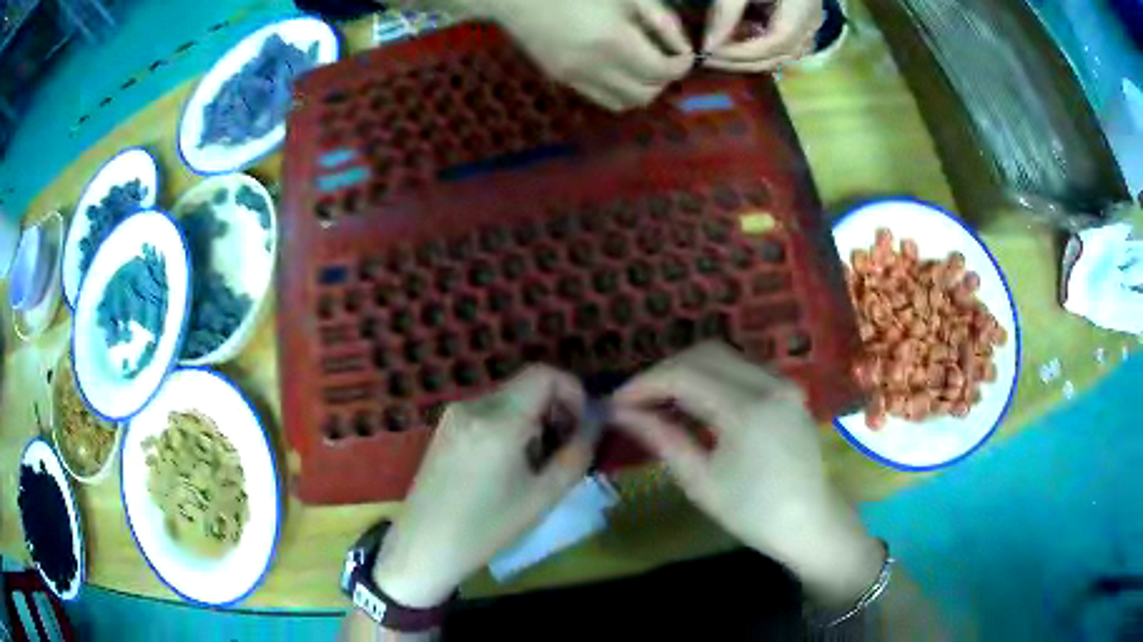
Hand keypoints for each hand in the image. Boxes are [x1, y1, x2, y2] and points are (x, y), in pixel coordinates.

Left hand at [372, 365, 601, 607]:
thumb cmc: (487, 528)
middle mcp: (473, 405)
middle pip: (527, 386)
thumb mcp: (544, 495)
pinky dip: (510, 426)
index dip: (573, 392)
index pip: (545, 374)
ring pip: (509, 399)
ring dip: (533, 421)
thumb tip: (596, 421)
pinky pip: (489, 412)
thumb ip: (577, 452)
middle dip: (555, 411)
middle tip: (562, 451)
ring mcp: (454, 414)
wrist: (425, 545)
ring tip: (534, 464)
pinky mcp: (445, 426)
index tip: (581, 427)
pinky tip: (507, 464)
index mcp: (498, 420)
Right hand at [476, 0, 692, 110]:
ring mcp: (574, 77)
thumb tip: (680, 47)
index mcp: (614, 42)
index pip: (663, 71)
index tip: (683, 52)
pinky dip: (618, 89)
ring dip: (641, 88)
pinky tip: (618, 68)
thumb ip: (661, 20)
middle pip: (646, 94)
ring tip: (643, 65)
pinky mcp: (561, 78)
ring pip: (624, 103)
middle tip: (664, 58)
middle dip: (663, 79)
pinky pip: (601, 97)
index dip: (681, 64)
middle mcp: (594, 68)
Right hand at [611, 342, 883, 607]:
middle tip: (636, 401)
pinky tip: (695, 402)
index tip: (616, 402)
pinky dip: (712, 377)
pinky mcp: (788, 390)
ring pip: (724, 356)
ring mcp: (783, 383)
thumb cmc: (753, 513)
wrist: (809, 523)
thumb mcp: (700, 481)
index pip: (685, 375)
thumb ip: (662, 438)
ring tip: (660, 401)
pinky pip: (742, 369)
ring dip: (687, 371)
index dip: (644, 384)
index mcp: (748, 409)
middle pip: (704, 354)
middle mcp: (769, 383)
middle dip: (664, 371)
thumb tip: (621, 413)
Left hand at [703, 0, 822, 71]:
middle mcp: (811, 22)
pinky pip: (783, 44)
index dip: (741, 53)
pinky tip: (734, 41)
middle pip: (779, 54)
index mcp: (801, 10)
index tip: (708, 52)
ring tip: (718, 52)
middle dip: (742, 60)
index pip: (774, 44)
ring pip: (783, 53)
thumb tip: (708, 46)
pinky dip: (758, 48)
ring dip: (750, 58)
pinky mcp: (801, 20)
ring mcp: (809, 23)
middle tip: (707, 58)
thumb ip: (725, 13)